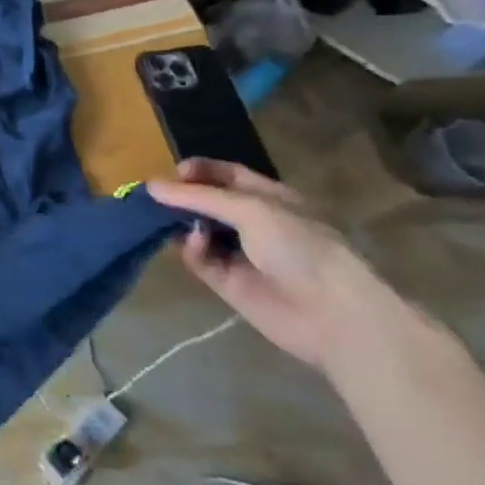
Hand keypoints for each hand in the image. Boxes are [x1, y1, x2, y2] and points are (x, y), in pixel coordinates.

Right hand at [147, 160, 395, 372]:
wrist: (333, 314)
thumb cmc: (300, 246)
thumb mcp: (251, 209)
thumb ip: (199, 197)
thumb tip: (151, 185)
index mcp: (269, 198)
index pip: (226, 175)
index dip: (199, 170)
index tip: (173, 173)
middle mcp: (254, 222)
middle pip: (207, 202)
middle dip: (182, 197)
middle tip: (155, 198)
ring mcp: (240, 253)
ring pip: (198, 230)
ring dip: (181, 224)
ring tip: (164, 220)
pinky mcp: (228, 282)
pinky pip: (200, 259)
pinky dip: (192, 250)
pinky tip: (192, 245)